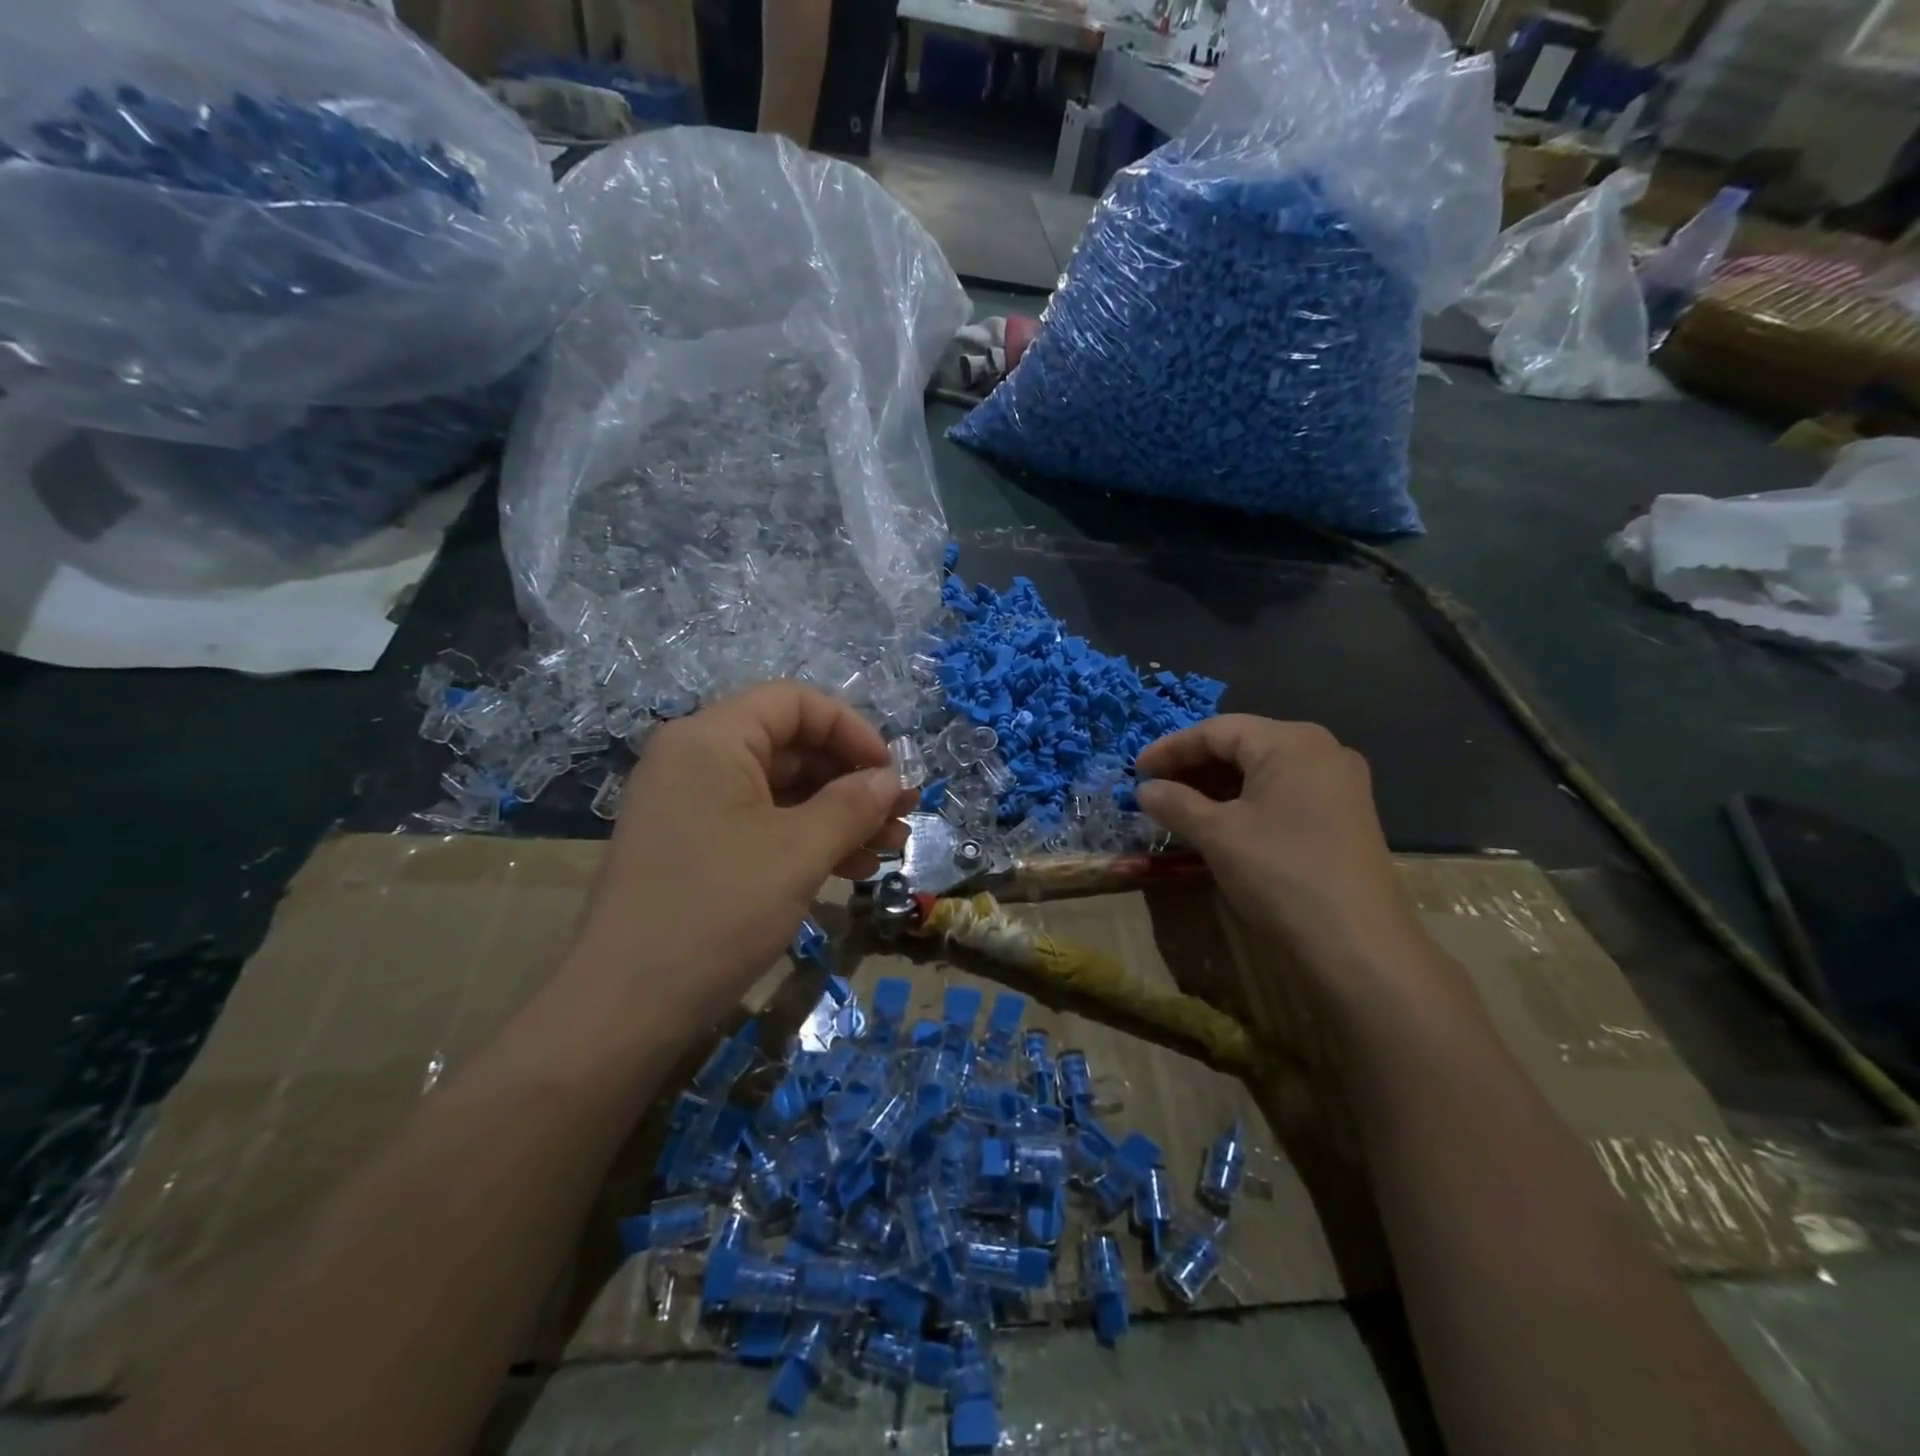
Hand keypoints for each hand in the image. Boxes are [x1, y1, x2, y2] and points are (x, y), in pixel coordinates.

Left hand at [565, 683, 912, 1028]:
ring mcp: (690, 805)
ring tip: (887, 850)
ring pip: (780, 790)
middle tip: (900, 818)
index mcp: (712, 739)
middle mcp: (696, 759)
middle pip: (790, 747)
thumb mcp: (798, 853)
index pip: (795, 703)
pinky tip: (848, 870)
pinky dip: (806, 839)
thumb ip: (853, 805)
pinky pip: (760, 824)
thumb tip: (889, 779)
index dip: (852, 730)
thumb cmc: (717, 912)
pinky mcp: (693, 846)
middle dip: (852, 781)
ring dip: (838, 815)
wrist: (624, 1009)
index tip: (890, 774)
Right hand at [1135, 717, 1432, 1000]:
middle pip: (1243, 745)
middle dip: (1194, 766)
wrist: (1359, 945)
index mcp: (1290, 741)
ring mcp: (1339, 783)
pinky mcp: (1346, 815)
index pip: (1216, 730)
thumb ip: (1175, 803)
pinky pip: (1285, 792)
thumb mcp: (1217, 835)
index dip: (1170, 748)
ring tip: (1181, 808)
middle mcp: (1321, 750)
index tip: (1135, 771)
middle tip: (1155, 790)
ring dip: (1218, 786)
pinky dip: (1247, 801)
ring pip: (1264, 770)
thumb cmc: (1280, 873)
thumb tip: (1145, 789)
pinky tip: (1223, 824)